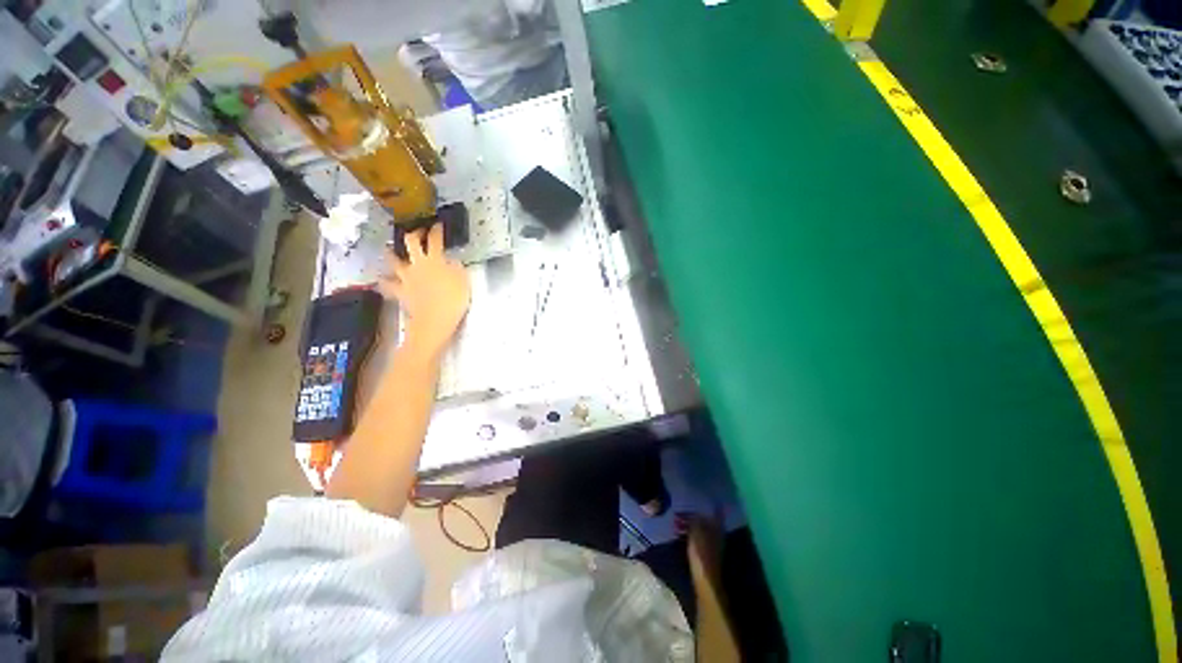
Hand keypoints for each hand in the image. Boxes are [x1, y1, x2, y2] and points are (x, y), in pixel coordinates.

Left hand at [380, 223, 470, 359]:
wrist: (434, 320)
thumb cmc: (453, 301)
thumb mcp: (464, 282)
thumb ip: (457, 268)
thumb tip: (452, 261)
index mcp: (435, 260)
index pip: (435, 240)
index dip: (436, 230)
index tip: (438, 225)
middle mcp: (417, 264)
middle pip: (411, 242)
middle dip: (414, 234)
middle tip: (418, 232)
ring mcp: (406, 277)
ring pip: (393, 260)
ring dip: (391, 253)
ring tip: (389, 250)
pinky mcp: (400, 291)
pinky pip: (388, 285)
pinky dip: (384, 281)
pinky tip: (382, 280)